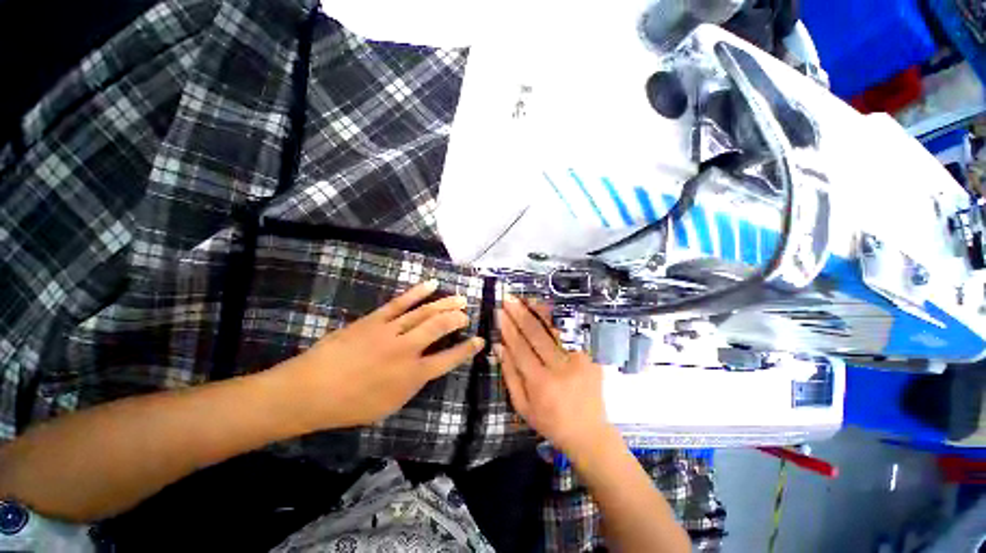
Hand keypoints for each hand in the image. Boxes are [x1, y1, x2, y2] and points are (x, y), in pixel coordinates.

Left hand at [279, 280, 484, 430]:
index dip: (467, 349)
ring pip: (424, 313)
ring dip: (445, 304)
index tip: (480, 341)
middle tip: (467, 315)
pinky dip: (418, 292)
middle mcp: (406, 350)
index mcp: (412, 375)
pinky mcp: (375, 319)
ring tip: (460, 298)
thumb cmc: (350, 405)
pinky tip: (432, 284)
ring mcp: (390, 331)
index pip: (448, 359)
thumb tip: (428, 368)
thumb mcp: (389, 405)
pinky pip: (400, 302)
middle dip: (457, 319)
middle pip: (439, 328)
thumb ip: (413, 384)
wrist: (310, 390)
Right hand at [495, 295, 613, 456]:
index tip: (499, 313)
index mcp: (540, 383)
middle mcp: (560, 368)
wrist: (588, 433)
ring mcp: (579, 360)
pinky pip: (571, 334)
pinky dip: (558, 320)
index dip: (508, 328)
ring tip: (526, 299)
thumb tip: (499, 346)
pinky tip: (548, 309)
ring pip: (556, 329)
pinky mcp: (591, 357)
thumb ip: (510, 375)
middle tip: (509, 299)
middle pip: (536, 334)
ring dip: (539, 311)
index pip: (520, 348)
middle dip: (520, 314)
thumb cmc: (549, 422)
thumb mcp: (522, 406)